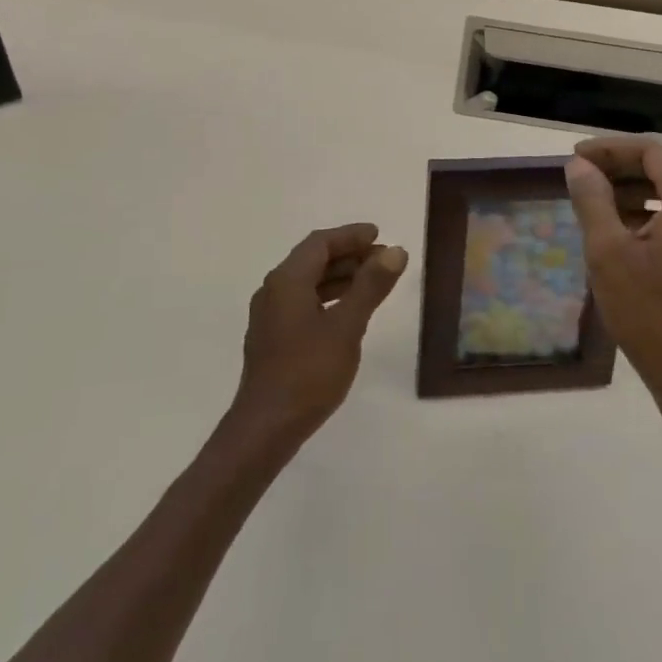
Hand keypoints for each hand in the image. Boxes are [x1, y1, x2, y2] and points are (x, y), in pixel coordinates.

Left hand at [230, 224, 408, 443]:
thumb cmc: (308, 373)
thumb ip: (371, 286)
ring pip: (308, 282)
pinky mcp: (272, 337)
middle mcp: (273, 290)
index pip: (320, 243)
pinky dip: (328, 297)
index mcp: (287, 280)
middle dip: (348, 255)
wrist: (265, 427)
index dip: (350, 235)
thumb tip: (395, 251)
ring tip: (373, 283)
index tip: (379, 234)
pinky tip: (347, 312)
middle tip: (384, 259)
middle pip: (312, 259)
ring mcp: (270, 315)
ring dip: (340, 277)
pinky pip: (303, 302)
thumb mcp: (347, 327)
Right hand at [564, 137, 661, 416]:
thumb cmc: (648, 313)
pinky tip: (619, 229)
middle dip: (621, 166)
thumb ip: (592, 200)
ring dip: (633, 187)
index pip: (654, 152)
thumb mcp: (608, 252)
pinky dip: (649, 210)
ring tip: (594, 201)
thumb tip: (580, 167)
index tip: (575, 158)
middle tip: (580, 176)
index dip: (611, 149)